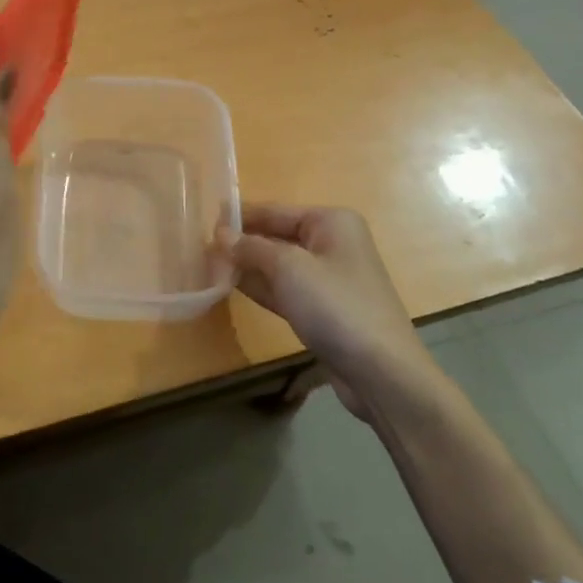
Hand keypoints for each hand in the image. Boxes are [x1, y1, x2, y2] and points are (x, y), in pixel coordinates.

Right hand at [221, 203, 427, 418]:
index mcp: (331, 222)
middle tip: (200, 249)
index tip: (204, 220)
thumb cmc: (335, 306)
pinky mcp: (324, 309)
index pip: (275, 211)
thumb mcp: (288, 268)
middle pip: (277, 236)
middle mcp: (332, 243)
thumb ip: (251, 248)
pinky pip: (286, 289)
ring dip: (248, 267)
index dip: (240, 216)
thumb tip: (221, 234)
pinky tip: (232, 288)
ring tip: (208, 267)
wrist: (381, 371)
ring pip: (279, 265)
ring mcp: (329, 279)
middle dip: (242, 243)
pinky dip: (262, 288)